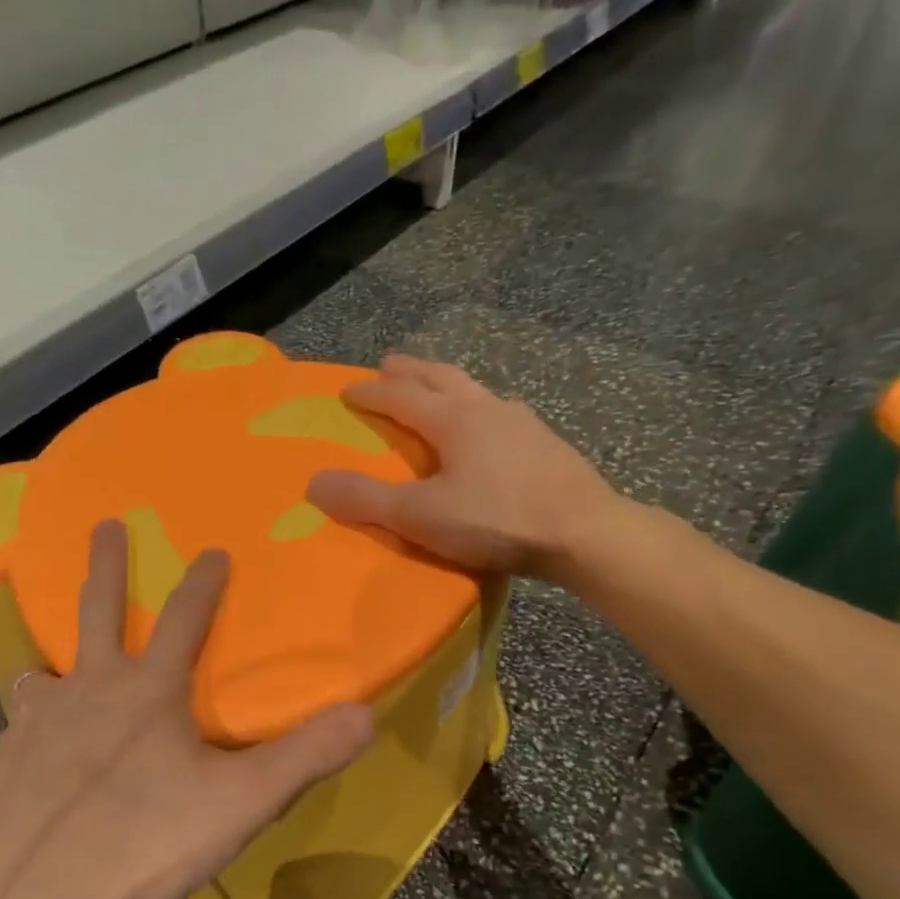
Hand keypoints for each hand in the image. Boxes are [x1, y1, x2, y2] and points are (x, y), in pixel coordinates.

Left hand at [0, 521, 374, 898]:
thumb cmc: (135, 841)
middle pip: (98, 610)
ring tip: (53, 663)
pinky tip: (31, 741)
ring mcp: (40, 718)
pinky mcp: (6, 756)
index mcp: (149, 690)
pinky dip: (34, 719)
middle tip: (105, 523)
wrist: (17, 892)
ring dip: (58, 654)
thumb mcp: (235, 804)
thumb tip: (366, 714)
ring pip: (51, 669)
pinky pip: (24, 721)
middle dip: (107, 565)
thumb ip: (302, 758)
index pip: (184, 619)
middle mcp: (91, 687)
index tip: (212, 550)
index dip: (203, 584)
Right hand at [305, 355, 631, 580]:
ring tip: (437, 391)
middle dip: (411, 370)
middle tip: (389, 364)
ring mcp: (523, 423)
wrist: (585, 534)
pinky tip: (488, 430)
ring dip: (448, 384)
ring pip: (476, 390)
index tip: (347, 390)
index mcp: (454, 419)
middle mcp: (488, 408)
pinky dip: (479, 410)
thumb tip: (314, 482)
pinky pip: (501, 414)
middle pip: (442, 377)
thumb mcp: (421, 516)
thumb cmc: (497, 520)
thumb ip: (367, 500)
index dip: (370, 392)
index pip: (401, 396)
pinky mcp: (546, 444)